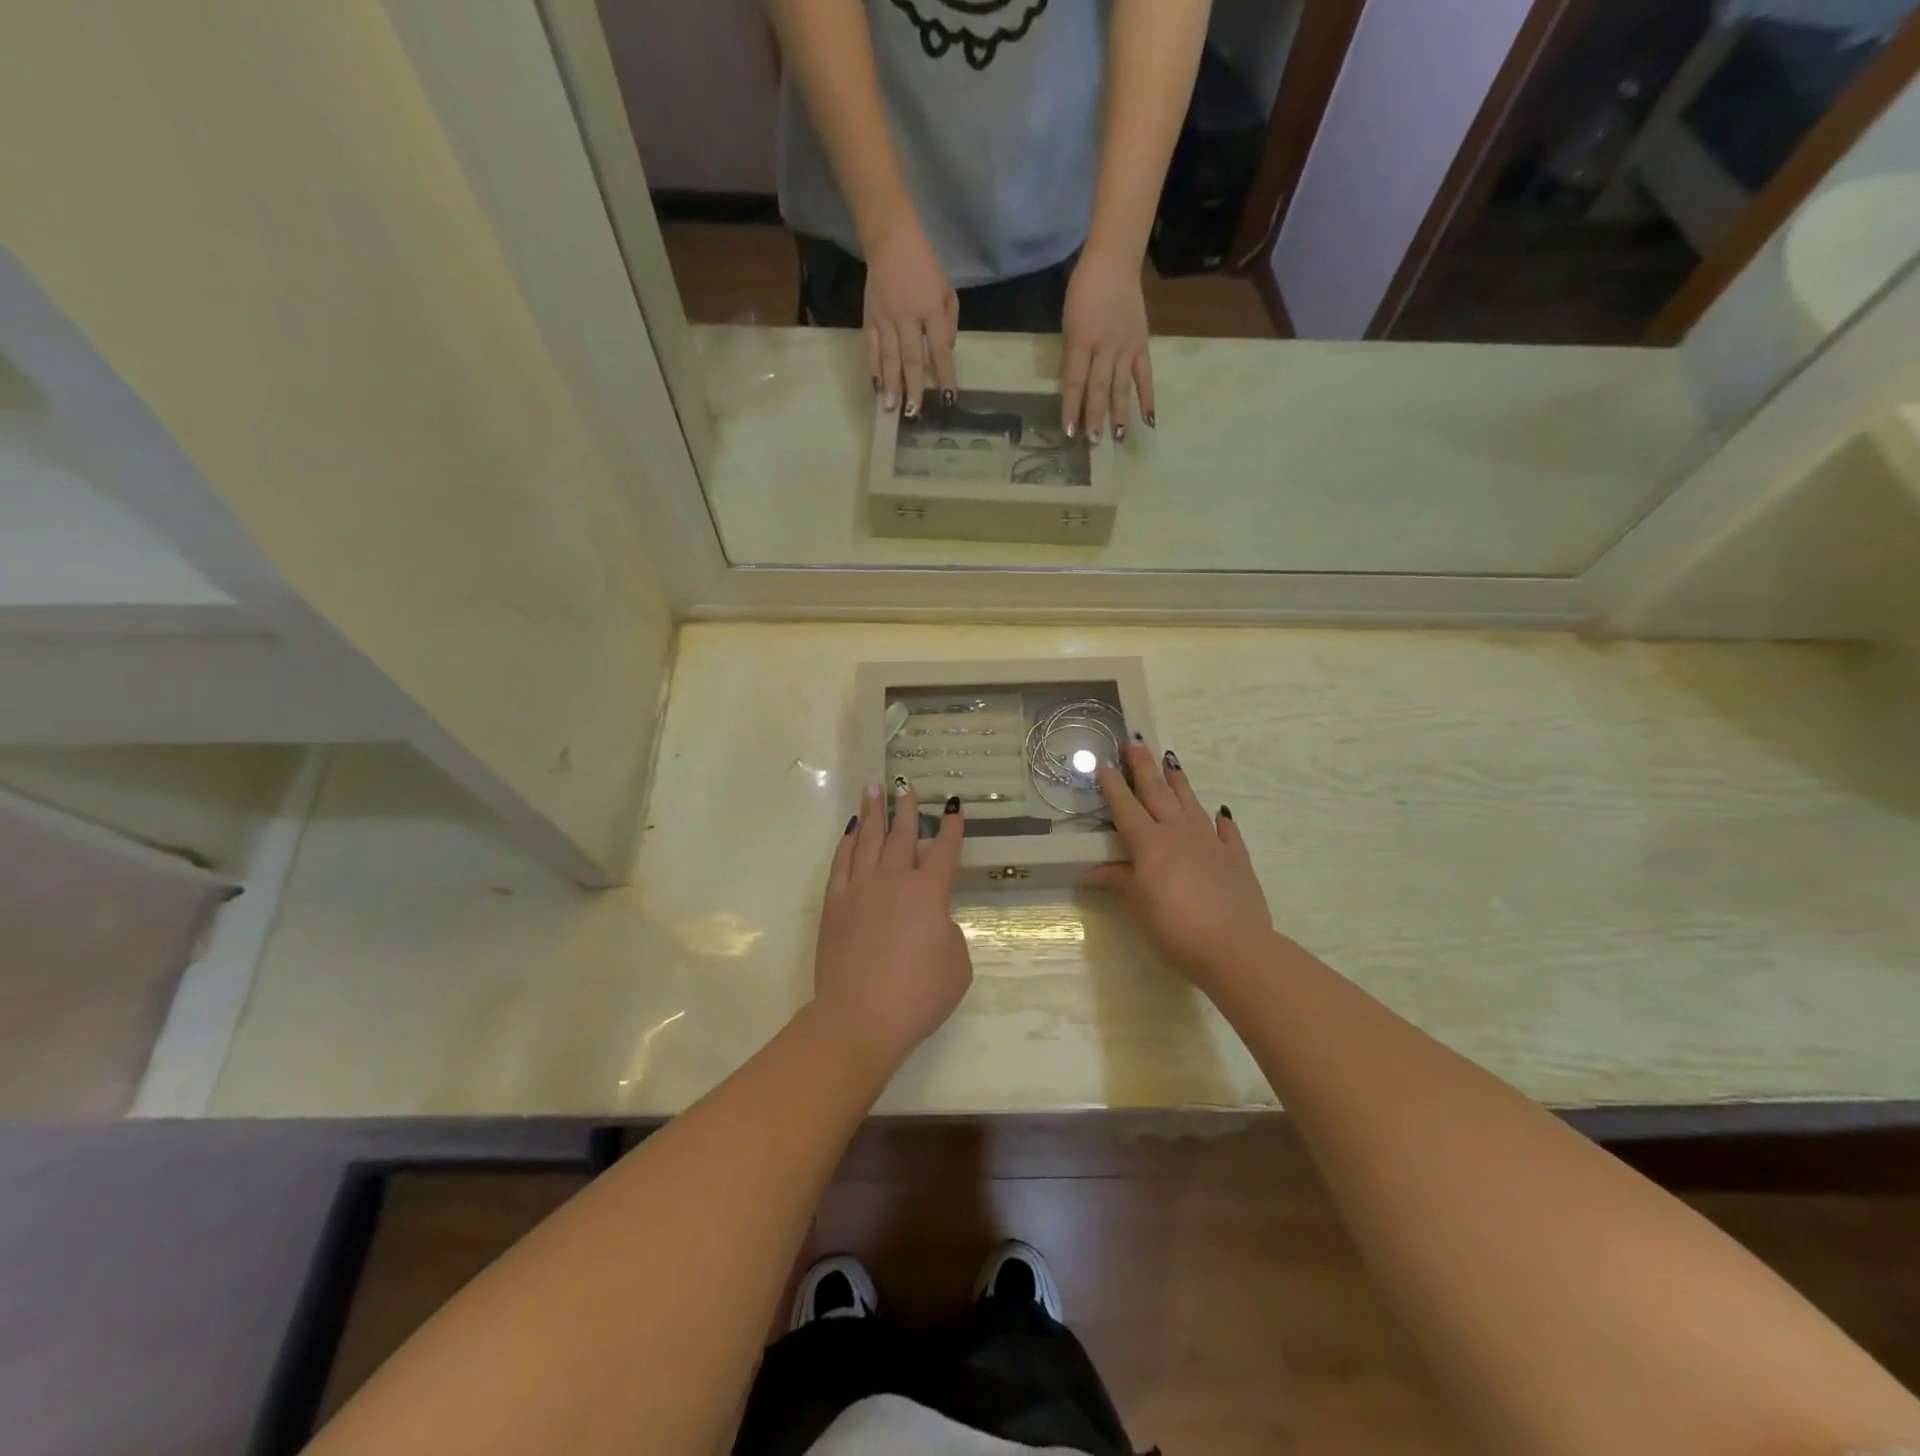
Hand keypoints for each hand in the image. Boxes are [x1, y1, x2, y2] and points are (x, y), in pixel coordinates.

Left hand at [813, 782, 971, 1069]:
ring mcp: (860, 889)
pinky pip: (841, 863)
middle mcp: (894, 880)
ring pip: (867, 840)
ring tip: (873, 790)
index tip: (952, 805)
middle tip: (906, 786)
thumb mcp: (957, 965)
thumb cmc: (918, 995)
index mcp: (929, 892)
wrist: (860, 1016)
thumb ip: (948, 933)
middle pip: (902, 835)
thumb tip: (931, 921)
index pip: (945, 850)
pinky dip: (846, 843)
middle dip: (907, 809)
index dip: (952, 827)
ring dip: (873, 814)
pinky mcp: (834, 904)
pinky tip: (849, 831)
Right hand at [863, 213, 958, 419]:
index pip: (940, 349)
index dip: (945, 375)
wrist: (890, 239)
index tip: (949, 399)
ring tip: (891, 407)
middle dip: (913, 387)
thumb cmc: (924, 266)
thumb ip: (949, 322)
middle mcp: (908, 316)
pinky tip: (876, 386)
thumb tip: (946, 352)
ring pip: (889, 357)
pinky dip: (873, 368)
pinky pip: (872, 348)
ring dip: (891, 384)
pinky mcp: (869, 317)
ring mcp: (886, 318)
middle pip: (912, 358)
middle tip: (914, 413)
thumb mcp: (947, 289)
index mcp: (931, 308)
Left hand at [1060, 247, 1155, 443]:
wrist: (1114, 262)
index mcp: (1081, 340)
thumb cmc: (1083, 292)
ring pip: (1122, 386)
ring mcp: (1126, 347)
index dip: (1070, 408)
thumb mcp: (1068, 323)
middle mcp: (1105, 347)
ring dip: (1119, 414)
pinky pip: (1145, 376)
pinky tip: (1148, 420)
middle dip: (1095, 416)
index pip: (1073, 381)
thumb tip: (1070, 388)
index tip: (1068, 431)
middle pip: (1099, 387)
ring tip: (1118, 438)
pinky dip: (1147, 398)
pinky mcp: (1142, 345)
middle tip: (1093, 442)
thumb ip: (1070, 356)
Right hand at [1088, 741, 1273, 996]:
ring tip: (1170, 760)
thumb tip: (1094, 870)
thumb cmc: (1175, 927)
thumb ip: (1120, 880)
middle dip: (1143, 766)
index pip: (1126, 807)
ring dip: (1178, 781)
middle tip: (1135, 740)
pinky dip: (1220, 820)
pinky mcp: (1236, 858)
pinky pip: (1226, 831)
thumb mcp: (1139, 905)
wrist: (1234, 946)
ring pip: (1190, 803)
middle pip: (1157, 793)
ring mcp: (1210, 842)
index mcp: (1149, 843)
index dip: (1113, 786)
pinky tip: (1219, 811)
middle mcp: (1178, 833)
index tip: (1103, 763)